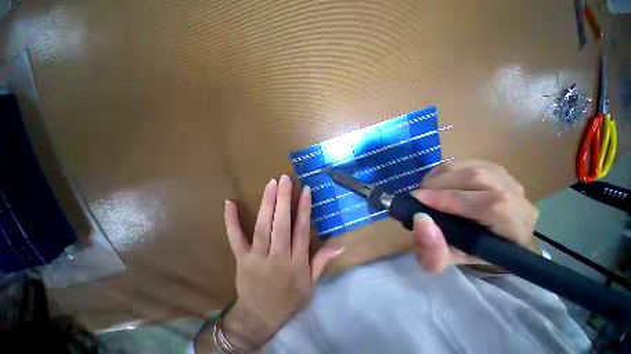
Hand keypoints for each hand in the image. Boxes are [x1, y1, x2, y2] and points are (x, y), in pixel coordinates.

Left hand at [221, 175, 343, 348]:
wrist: (261, 316)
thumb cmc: (288, 302)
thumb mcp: (310, 286)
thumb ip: (321, 263)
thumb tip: (339, 245)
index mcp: (297, 265)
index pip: (302, 233)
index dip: (304, 210)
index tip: (305, 191)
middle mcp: (278, 258)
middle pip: (282, 225)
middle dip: (284, 200)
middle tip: (285, 179)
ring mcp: (258, 258)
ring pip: (263, 228)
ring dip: (267, 204)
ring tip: (270, 184)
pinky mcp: (241, 259)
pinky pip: (235, 238)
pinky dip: (231, 221)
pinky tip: (230, 203)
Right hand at [410, 161, 538, 272]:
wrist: (506, 242)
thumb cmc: (482, 256)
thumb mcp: (457, 264)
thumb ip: (437, 252)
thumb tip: (420, 221)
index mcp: (512, 225)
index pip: (483, 205)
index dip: (447, 200)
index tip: (416, 200)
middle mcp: (517, 197)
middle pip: (478, 178)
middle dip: (442, 184)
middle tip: (420, 195)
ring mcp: (511, 179)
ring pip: (475, 167)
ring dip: (445, 174)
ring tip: (428, 187)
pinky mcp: (502, 169)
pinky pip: (474, 162)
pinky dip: (452, 169)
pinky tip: (442, 180)